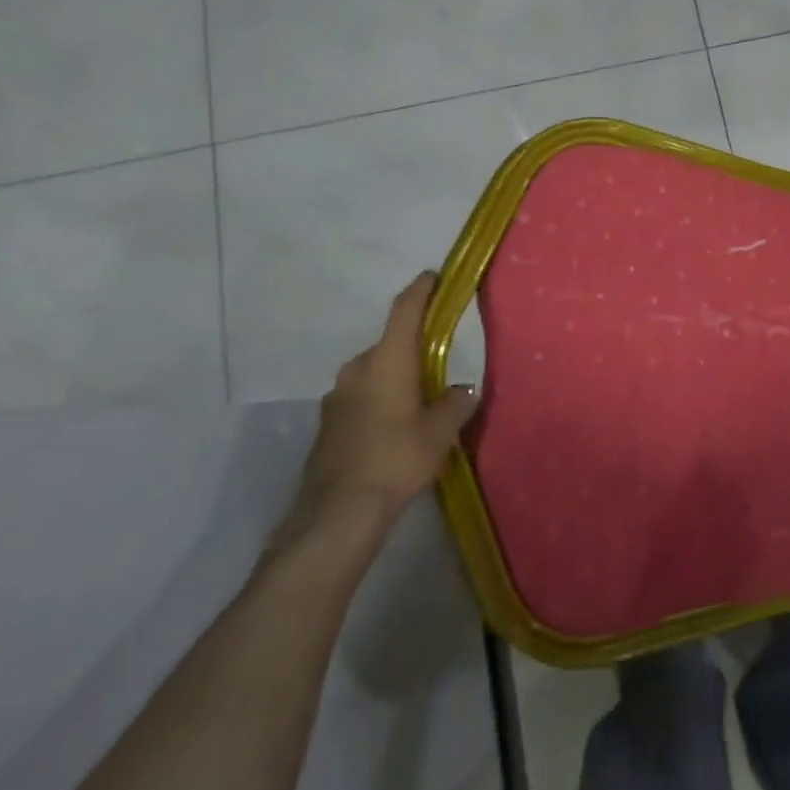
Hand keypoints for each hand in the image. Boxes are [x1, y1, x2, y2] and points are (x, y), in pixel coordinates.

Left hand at [290, 273, 477, 539]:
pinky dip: (380, 401)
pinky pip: (361, 397)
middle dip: (414, 348)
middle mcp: (358, 368)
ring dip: (396, 378)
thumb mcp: (439, 431)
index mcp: (387, 359)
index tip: (434, 277)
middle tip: (439, 362)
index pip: (405, 310)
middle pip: (390, 344)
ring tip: (420, 402)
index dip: (421, 290)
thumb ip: (455, 403)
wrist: (338, 512)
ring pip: (374, 373)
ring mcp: (337, 396)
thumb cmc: (396, 458)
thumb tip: (461, 390)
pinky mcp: (328, 422)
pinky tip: (394, 429)